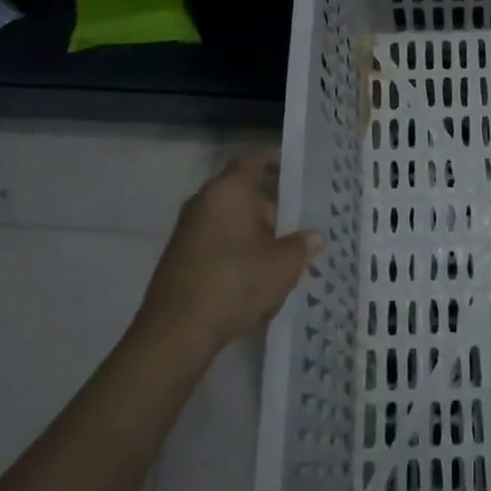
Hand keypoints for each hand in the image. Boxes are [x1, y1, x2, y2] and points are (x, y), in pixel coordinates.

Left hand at [136, 149, 321, 355]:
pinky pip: (219, 241)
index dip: (276, 159)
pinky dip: (240, 249)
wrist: (177, 331)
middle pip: (246, 193)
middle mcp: (205, 201)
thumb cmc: (236, 282)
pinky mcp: (182, 256)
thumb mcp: (283, 264)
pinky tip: (259, 276)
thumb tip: (313, 237)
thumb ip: (302, 245)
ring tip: (286, 255)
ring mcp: (189, 229)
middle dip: (275, 208)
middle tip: (302, 225)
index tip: (297, 170)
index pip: (254, 159)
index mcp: (228, 190)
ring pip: (233, 220)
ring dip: (258, 233)